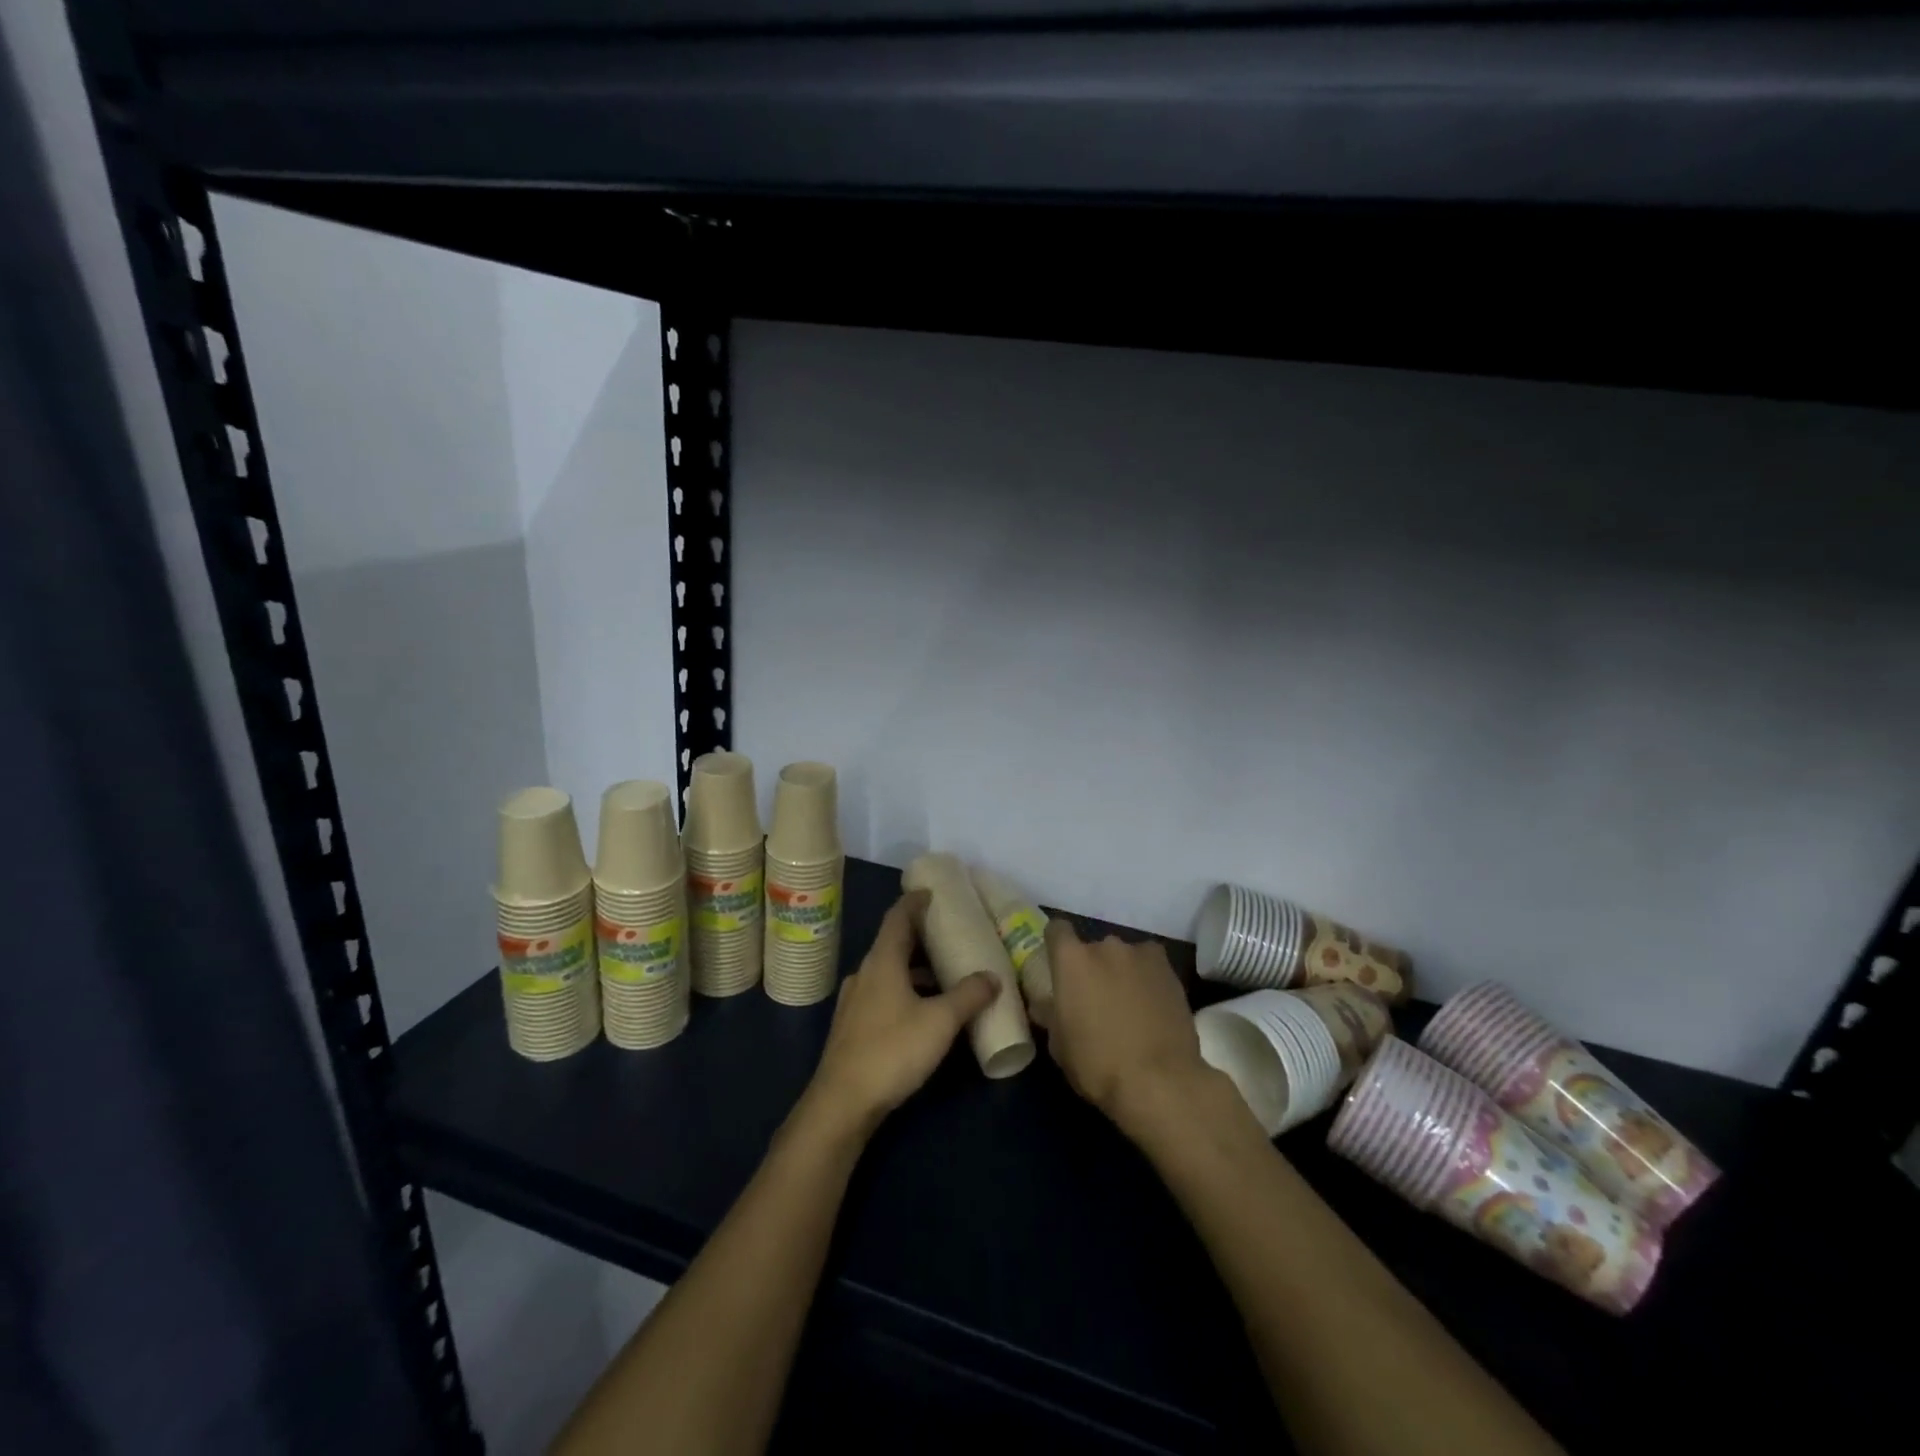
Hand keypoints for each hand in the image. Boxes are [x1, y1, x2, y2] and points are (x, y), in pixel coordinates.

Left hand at [803, 892, 999, 1134]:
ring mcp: (855, 1001)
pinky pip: (883, 994)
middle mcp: (865, 974)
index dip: (914, 902)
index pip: (898, 918)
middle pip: (893, 944)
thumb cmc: (892, 1050)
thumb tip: (992, 976)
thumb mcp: (940, 1022)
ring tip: (944, 975)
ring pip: (888, 972)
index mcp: (882, 962)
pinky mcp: (852, 1027)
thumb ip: (968, 996)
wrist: (842, 1103)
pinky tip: (923, 1011)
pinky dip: (905, 990)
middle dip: (920, 938)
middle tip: (949, 934)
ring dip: (914, 969)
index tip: (931, 892)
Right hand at [1043, 919, 1225, 1143]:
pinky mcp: (1168, 968)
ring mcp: (1140, 954)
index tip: (1058, 964)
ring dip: (1121, 972)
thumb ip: (1051, 1014)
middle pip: (1093, 948)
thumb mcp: (1059, 1045)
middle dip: (1093, 968)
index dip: (1056, 944)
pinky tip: (1152, 1002)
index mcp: (1071, 960)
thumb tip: (1045, 1004)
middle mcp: (1104, 946)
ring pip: (1123, 956)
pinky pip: (1150, 963)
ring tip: (1129, 1004)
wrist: (1160, 1081)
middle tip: (1096, 998)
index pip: (1057, 929)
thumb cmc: (1098, 1065)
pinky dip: (1147, 976)